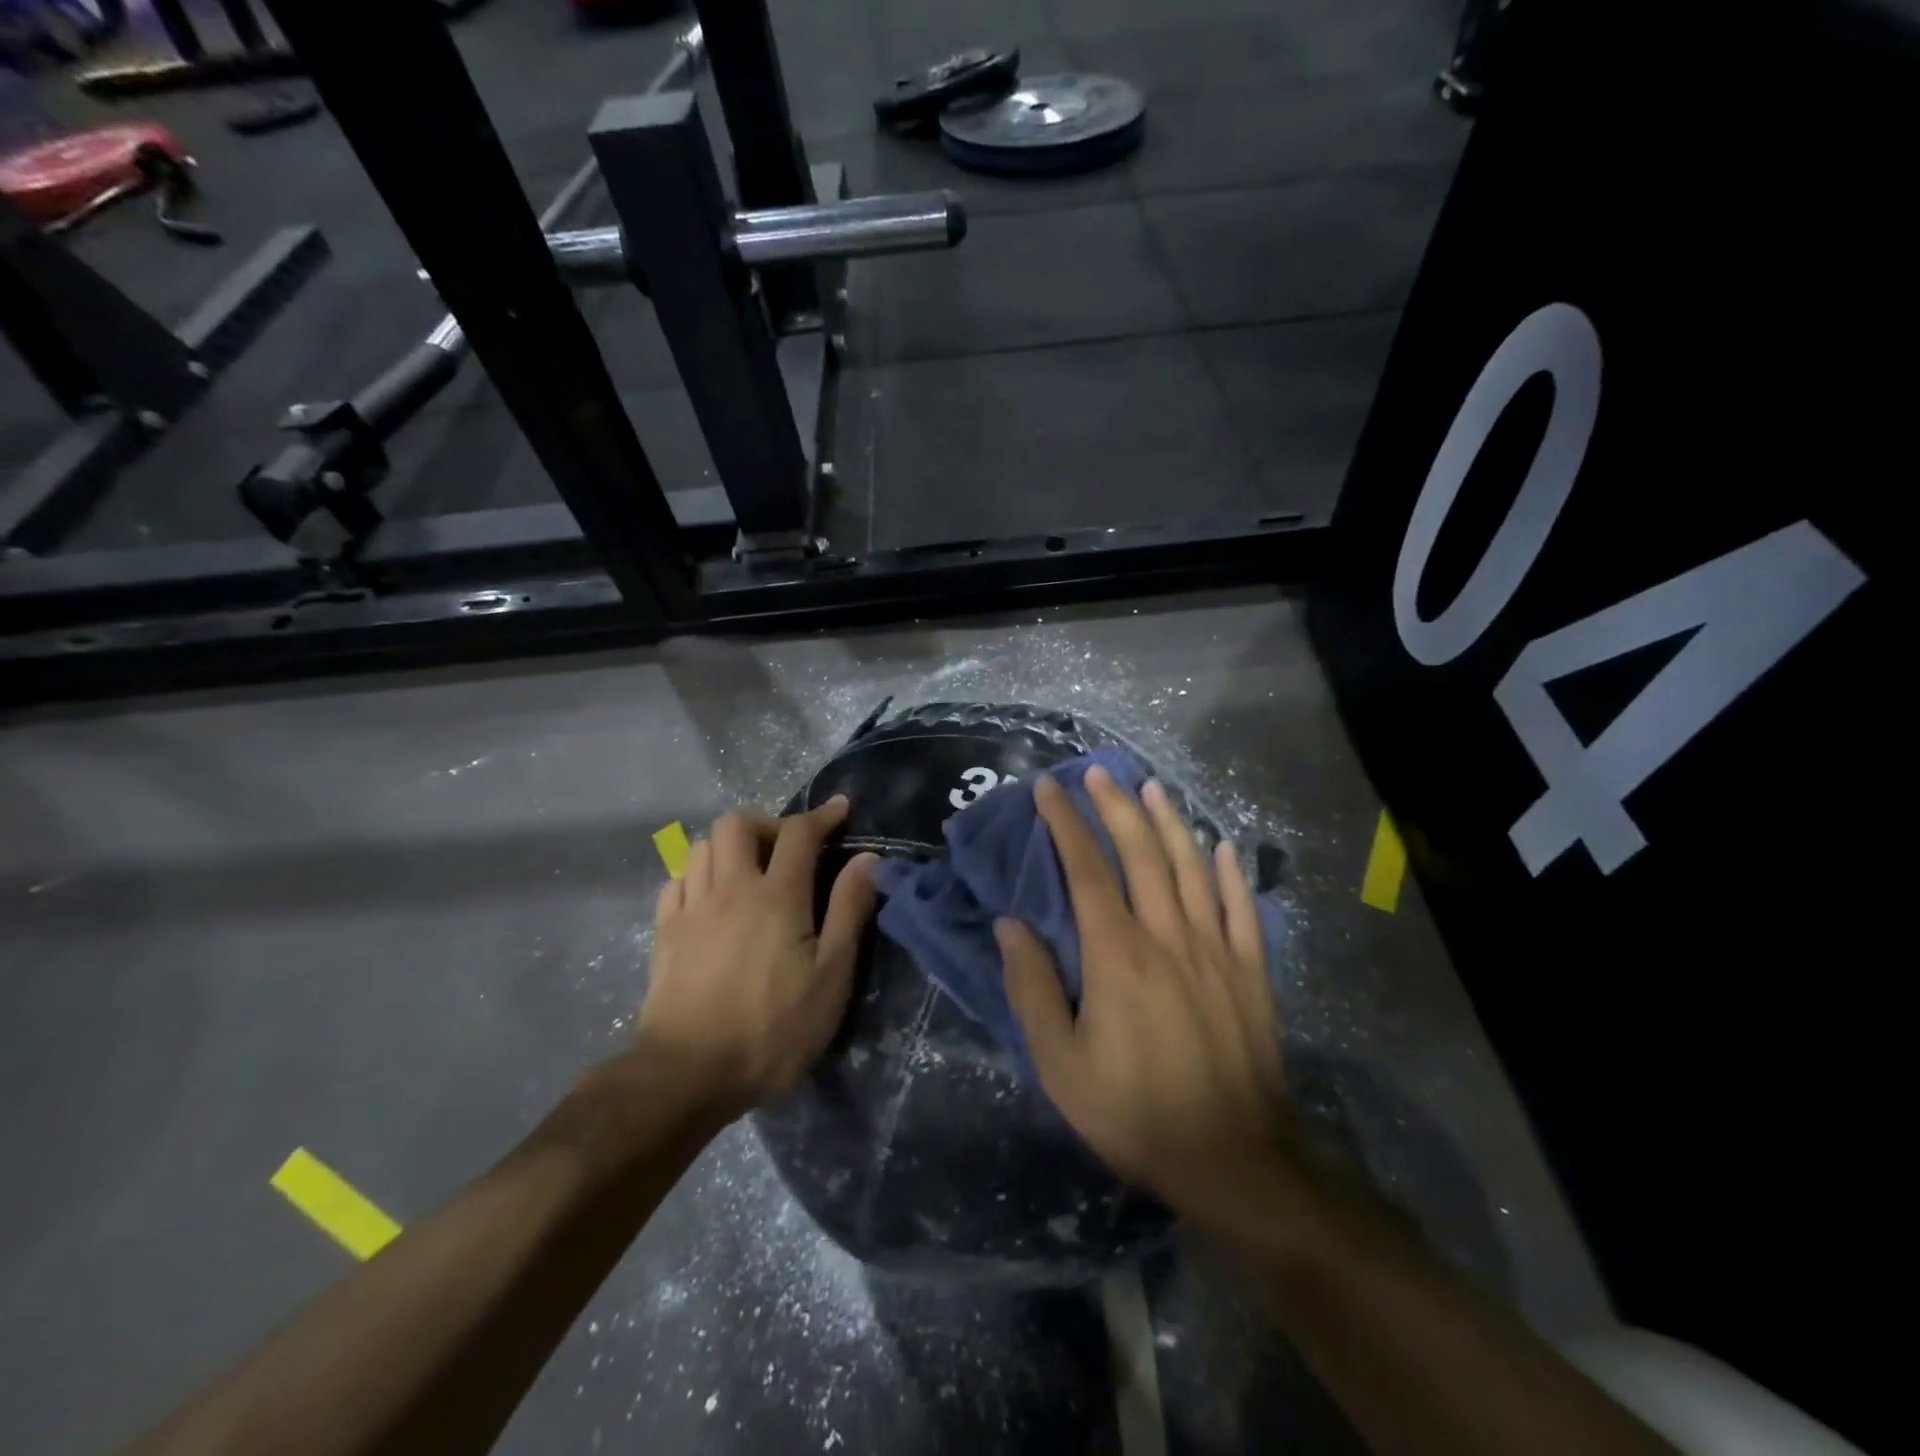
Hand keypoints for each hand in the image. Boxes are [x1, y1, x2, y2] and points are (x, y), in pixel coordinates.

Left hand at [637, 797, 878, 1114]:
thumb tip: (866, 859)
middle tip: (789, 850)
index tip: (841, 809)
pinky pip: (677, 880)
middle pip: (737, 823)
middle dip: (768, 824)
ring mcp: (690, 909)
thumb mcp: (830, 977)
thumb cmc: (771, 1029)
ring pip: (702, 846)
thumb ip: (848, 911)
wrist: (686, 1075)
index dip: (822, 815)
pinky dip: (698, 875)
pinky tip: (712, 898)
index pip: (799, 833)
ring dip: (731, 846)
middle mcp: (729, 888)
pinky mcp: (664, 933)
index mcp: (776, 895)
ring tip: (751, 871)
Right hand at [998, 768, 1294, 1227]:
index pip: (1086, 871)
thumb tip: (1010, 924)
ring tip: (1152, 788)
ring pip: (1191, 869)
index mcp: (1117, 955)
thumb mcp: (1061, 1064)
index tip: (1048, 789)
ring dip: (1170, 823)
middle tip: (1098, 773)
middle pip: (1141, 855)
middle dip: (1116, 808)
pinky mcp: (1252, 972)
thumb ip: (1033, 988)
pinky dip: (1231, 873)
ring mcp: (1217, 950)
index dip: (1065, 825)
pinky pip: (1242, 909)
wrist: (1232, 1159)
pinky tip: (1223, 846)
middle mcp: (1168, 936)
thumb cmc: (1134, 1112)